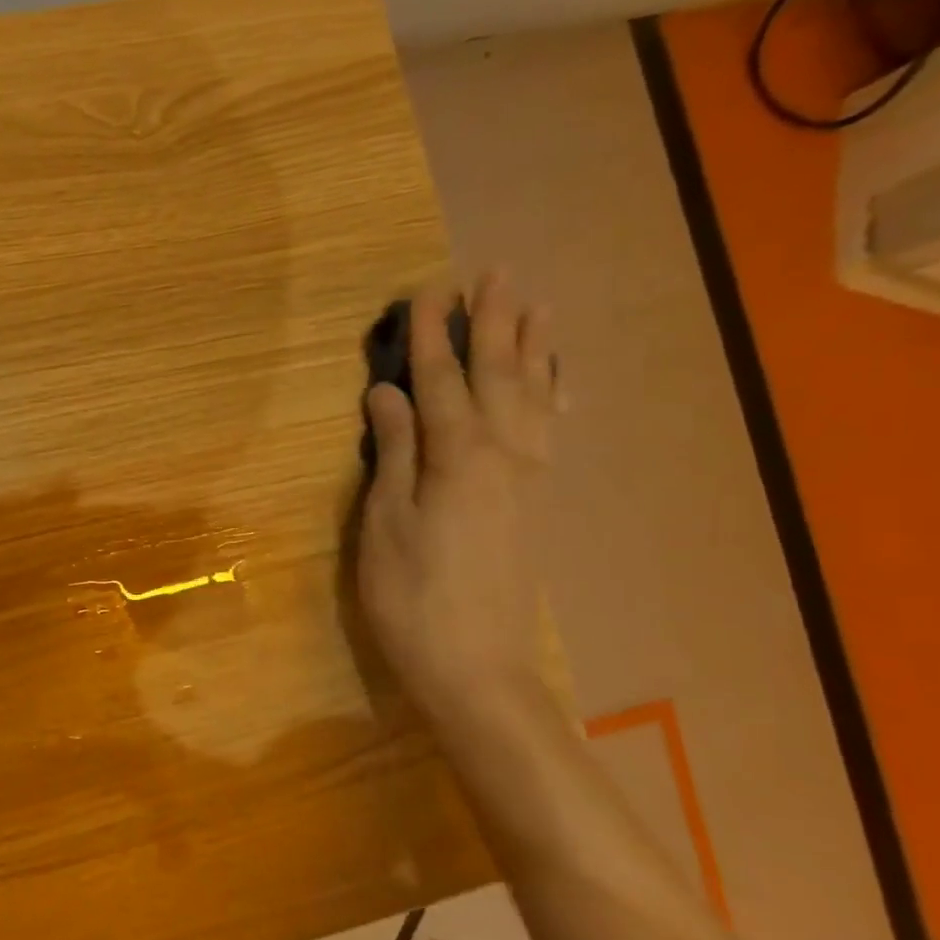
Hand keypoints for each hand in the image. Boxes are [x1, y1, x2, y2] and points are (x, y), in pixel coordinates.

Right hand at [354, 271, 559, 723]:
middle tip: (494, 274)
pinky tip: (554, 384)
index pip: (441, 381)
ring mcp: (524, 480)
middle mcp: (502, 456)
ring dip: (531, 350)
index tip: (426, 290)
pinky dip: (552, 398)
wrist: (474, 666)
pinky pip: (548, 433)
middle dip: (493, 324)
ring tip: (536, 308)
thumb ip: (393, 453)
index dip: (432, 335)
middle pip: (498, 377)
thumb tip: (389, 394)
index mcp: (458, 457)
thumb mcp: (385, 524)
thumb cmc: (411, 596)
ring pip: (532, 399)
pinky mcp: (531, 503)